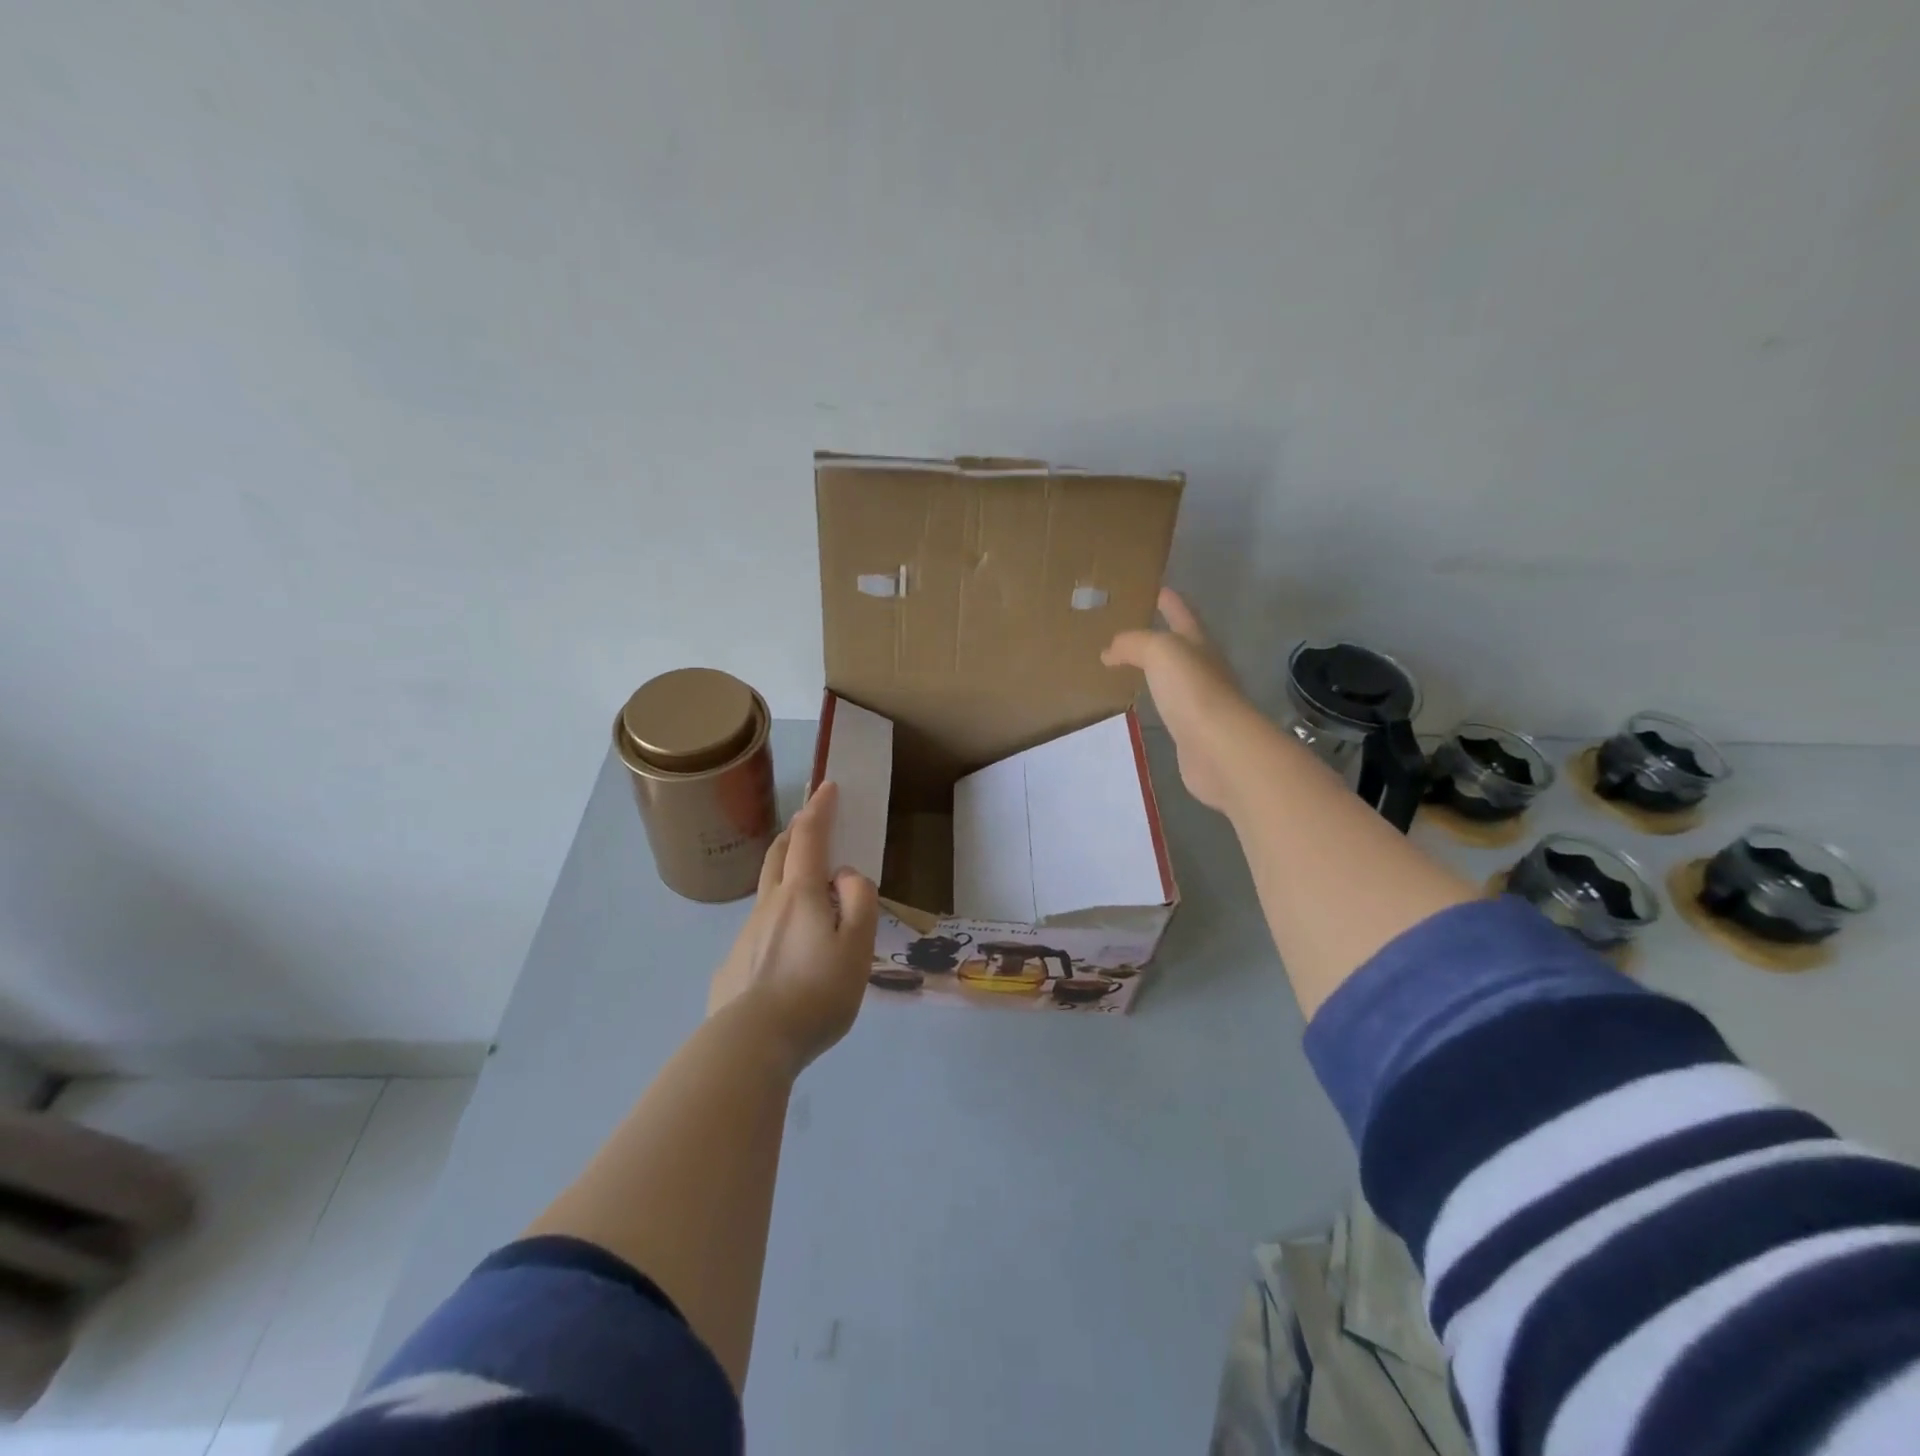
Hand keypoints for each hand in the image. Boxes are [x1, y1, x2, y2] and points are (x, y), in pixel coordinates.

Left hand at [708, 781, 879, 1074]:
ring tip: (806, 893)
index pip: (810, 838)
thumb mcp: (856, 947)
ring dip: (784, 876)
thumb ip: (859, 903)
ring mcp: (745, 936)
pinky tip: (785, 956)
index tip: (827, 786)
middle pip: (778, 856)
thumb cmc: (815, 993)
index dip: (820, 809)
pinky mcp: (733, 967)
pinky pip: (759, 934)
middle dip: (794, 832)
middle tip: (808, 822)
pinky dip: (776, 924)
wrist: (750, 1045)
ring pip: (767, 894)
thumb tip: (846, 876)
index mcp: (800, 895)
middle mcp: (768, 906)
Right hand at [1103, 588, 1266, 813]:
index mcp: (1199, 644)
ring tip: (1132, 666)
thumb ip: (1133, 644)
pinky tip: (1145, 705)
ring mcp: (1201, 702)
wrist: (1219, 748)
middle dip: (1163, 634)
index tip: (1158, 589)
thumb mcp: (1160, 651)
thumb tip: (1110, 650)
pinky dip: (1157, 701)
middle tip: (1134, 629)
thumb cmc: (1192, 691)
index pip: (1182, 614)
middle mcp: (1204, 669)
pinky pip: (1171, 708)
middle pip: (1183, 645)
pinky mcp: (1193, 732)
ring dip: (1158, 670)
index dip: (1170, 601)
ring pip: (1176, 677)